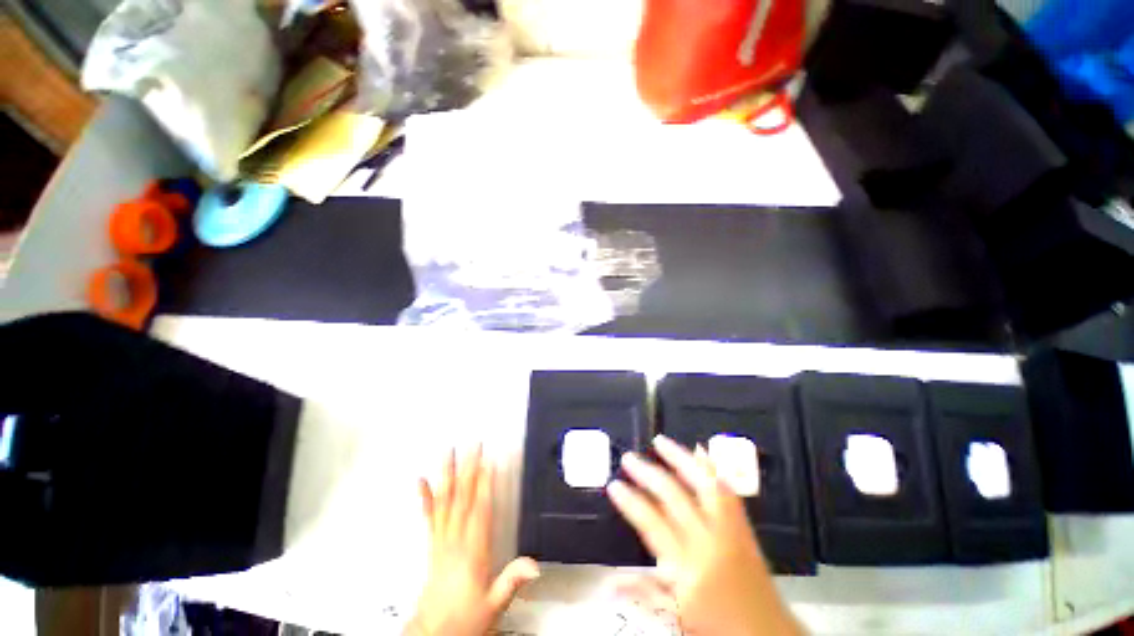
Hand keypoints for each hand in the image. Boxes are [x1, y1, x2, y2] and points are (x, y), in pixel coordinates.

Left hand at [406, 447, 539, 635]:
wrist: (434, 633)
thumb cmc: (464, 618)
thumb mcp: (494, 604)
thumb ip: (512, 580)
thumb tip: (533, 565)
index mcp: (473, 551)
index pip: (480, 510)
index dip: (485, 484)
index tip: (488, 462)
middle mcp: (455, 540)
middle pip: (463, 497)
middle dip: (469, 468)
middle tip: (473, 445)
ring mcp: (441, 540)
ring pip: (445, 500)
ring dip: (448, 474)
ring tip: (448, 452)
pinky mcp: (432, 544)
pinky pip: (428, 517)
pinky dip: (424, 497)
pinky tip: (421, 481)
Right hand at [607, 435, 802, 635]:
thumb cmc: (718, 628)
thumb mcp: (676, 617)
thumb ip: (642, 592)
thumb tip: (606, 582)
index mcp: (689, 568)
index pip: (652, 523)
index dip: (631, 501)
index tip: (614, 484)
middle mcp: (709, 542)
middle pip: (674, 496)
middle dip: (648, 473)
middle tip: (629, 458)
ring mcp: (730, 530)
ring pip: (704, 483)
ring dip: (681, 458)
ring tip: (660, 442)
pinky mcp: (744, 527)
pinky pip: (727, 490)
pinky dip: (711, 467)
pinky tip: (700, 451)